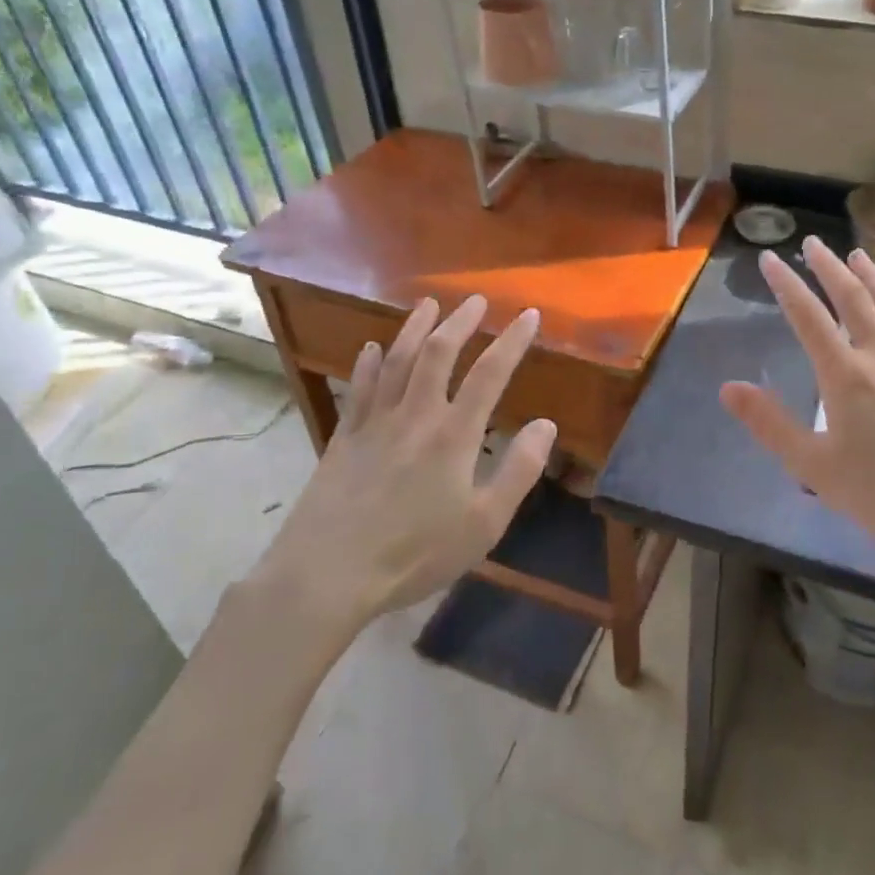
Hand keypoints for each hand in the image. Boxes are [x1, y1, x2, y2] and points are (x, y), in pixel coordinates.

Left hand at [251, 295, 555, 649]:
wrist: (327, 574)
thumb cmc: (415, 554)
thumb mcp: (484, 524)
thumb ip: (519, 471)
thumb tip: (546, 424)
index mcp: (454, 434)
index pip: (490, 373)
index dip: (512, 340)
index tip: (529, 314)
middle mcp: (415, 415)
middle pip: (438, 353)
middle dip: (460, 321)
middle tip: (475, 300)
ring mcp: (374, 422)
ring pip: (396, 360)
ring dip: (414, 328)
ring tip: (428, 305)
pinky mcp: (344, 437)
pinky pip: (358, 388)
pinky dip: (368, 363)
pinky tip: (372, 348)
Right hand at [720, 238, 874, 574]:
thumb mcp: (814, 467)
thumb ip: (769, 424)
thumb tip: (728, 387)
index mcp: (846, 375)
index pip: (808, 317)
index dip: (786, 285)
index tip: (770, 258)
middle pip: (853, 299)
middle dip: (828, 268)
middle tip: (812, 244)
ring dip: (874, 277)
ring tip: (857, 256)